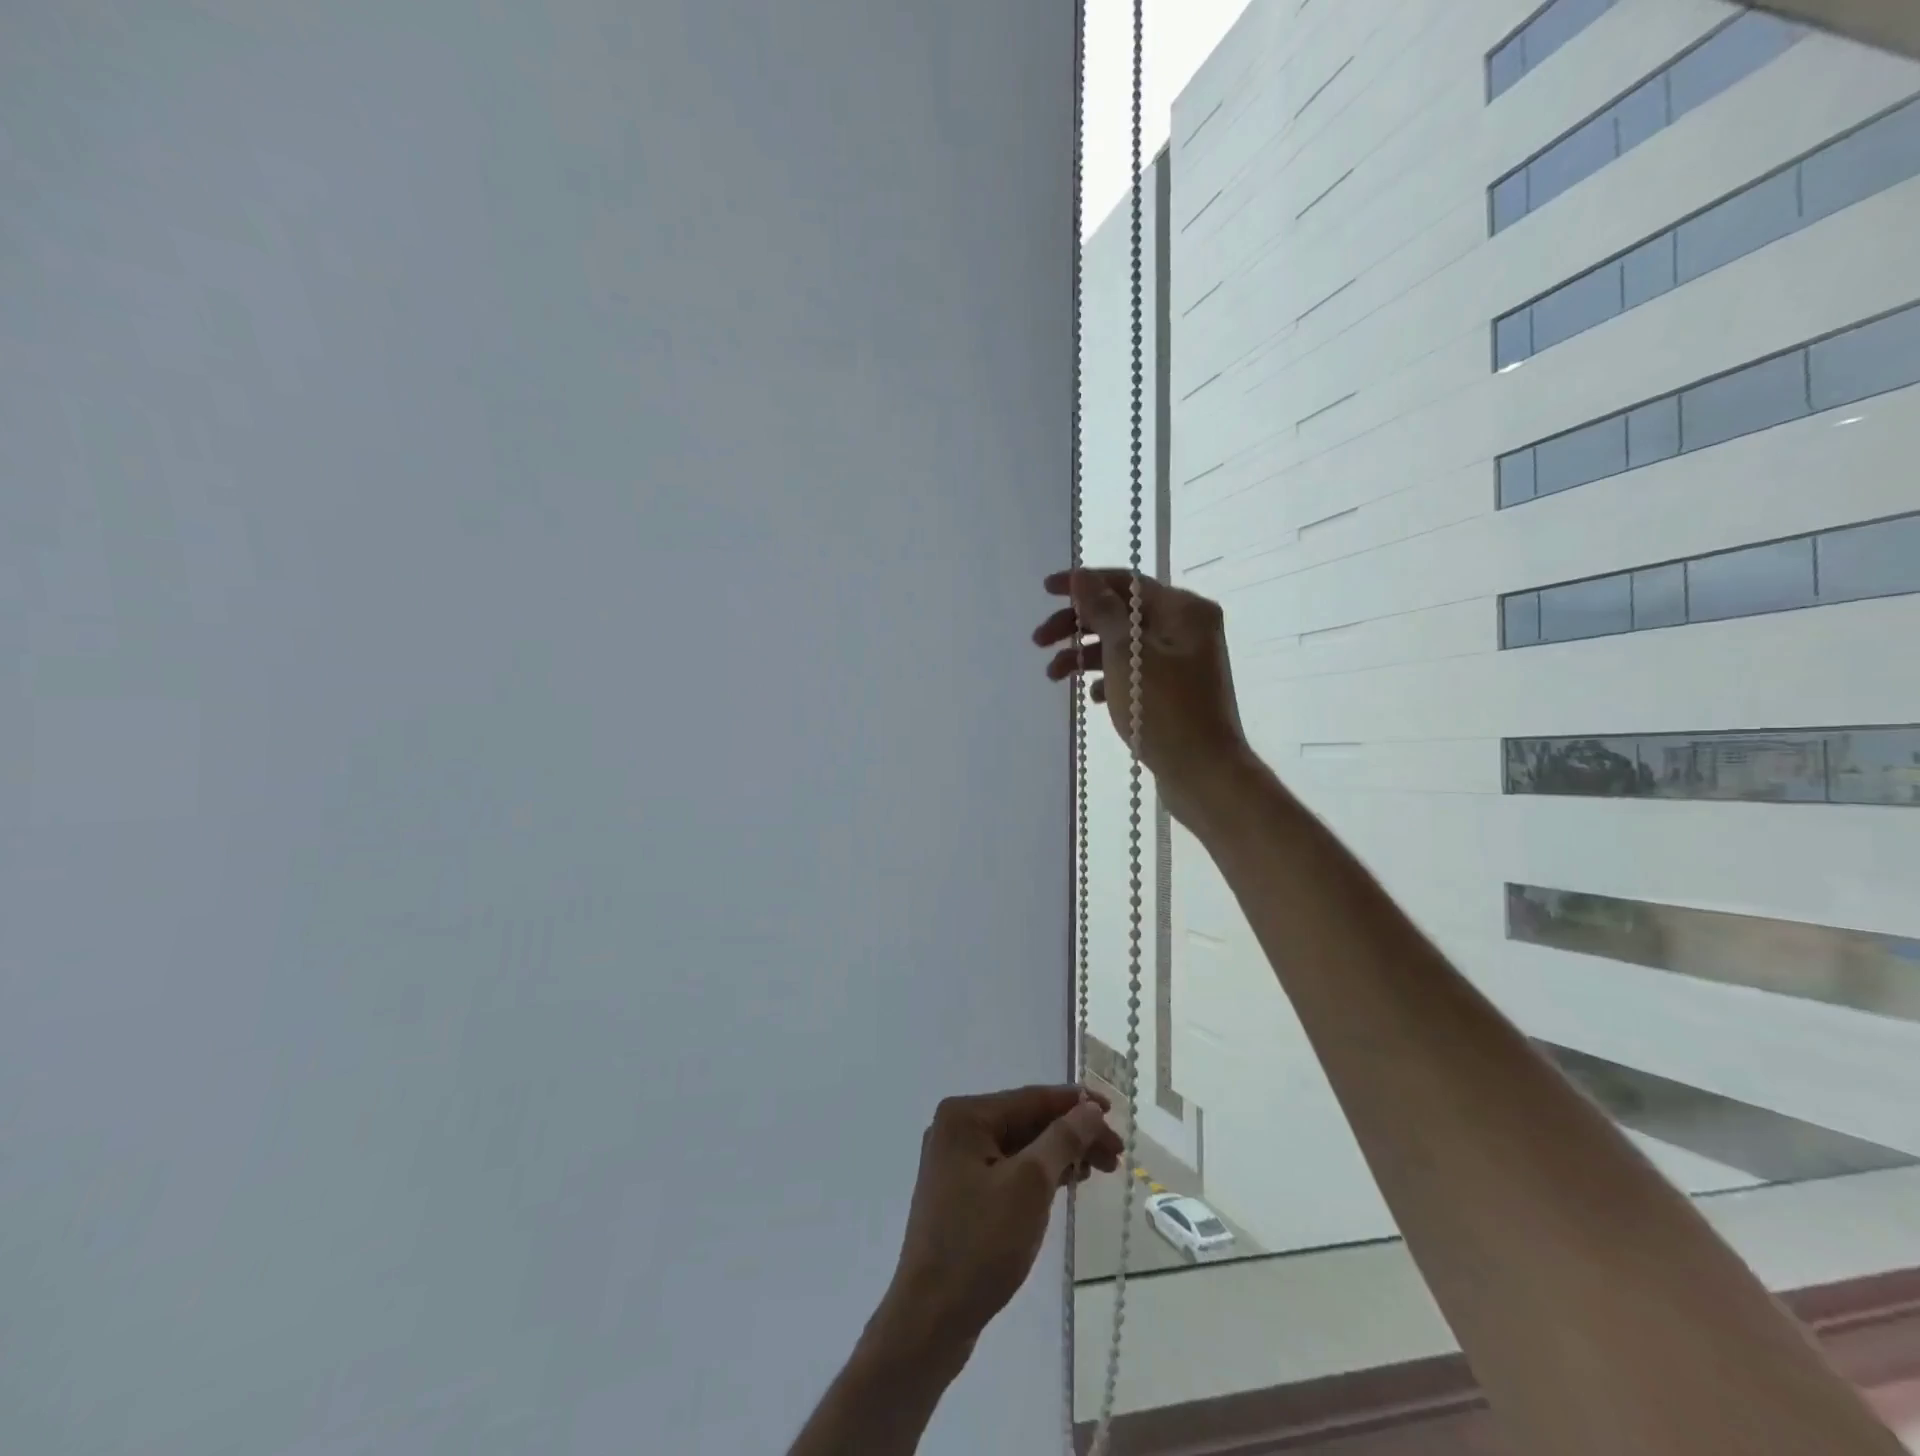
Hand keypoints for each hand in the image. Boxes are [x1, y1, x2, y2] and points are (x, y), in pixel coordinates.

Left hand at [875, 1085, 1122, 1358]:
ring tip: (1100, 1170)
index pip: (1031, 1098)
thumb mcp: (1030, 1185)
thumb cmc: (980, 1242)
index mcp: (965, 1115)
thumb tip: (1089, 1108)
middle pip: (1026, 1121)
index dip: (1076, 1103)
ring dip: (1060, 1155)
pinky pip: (1008, 1169)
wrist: (930, 1317)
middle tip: (1115, 1155)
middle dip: (1072, 1134)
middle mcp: (957, 1129)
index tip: (1115, 1113)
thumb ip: (1062, 1139)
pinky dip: (1039, 1174)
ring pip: (1020, 1147)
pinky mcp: (961, 1194)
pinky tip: (1067, 1183)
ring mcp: (956, 1163)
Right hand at [1033, 568, 1248, 821]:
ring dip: (1085, 655)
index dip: (1083, 583)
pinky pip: (1133, 672)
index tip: (1045, 590)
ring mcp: (1182, 662)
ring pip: (1123, 645)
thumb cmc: (1166, 711)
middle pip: (1121, 613)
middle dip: (1077, 625)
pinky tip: (1093, 698)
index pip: (1125, 582)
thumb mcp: (1126, 656)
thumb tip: (1083, 575)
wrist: (1205, 776)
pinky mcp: (1174, 692)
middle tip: (1039, 641)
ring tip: (1053, 675)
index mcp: (1183, 610)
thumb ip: (1103, 611)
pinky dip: (1108, 679)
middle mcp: (1186, 629)